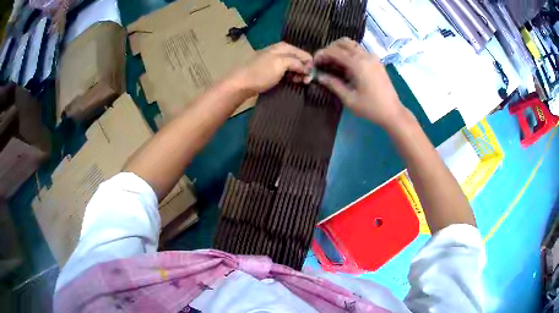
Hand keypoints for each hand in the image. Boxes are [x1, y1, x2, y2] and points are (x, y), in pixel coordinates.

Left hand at [232, 42, 312, 95]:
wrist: (241, 84)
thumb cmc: (261, 73)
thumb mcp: (281, 64)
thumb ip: (297, 62)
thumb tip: (307, 68)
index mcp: (284, 46)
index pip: (305, 54)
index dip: (310, 66)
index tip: (309, 78)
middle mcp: (280, 50)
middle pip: (300, 60)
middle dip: (304, 70)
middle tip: (303, 82)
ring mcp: (275, 60)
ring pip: (293, 66)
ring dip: (297, 75)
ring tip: (296, 82)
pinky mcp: (271, 69)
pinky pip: (286, 71)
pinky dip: (290, 76)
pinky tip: (290, 82)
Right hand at [314, 37, 406, 127]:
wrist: (393, 112)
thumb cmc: (371, 108)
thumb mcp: (349, 99)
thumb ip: (333, 84)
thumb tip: (319, 76)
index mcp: (358, 64)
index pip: (334, 51)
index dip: (321, 54)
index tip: (314, 63)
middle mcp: (365, 56)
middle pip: (342, 42)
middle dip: (330, 49)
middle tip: (323, 62)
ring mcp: (372, 57)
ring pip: (352, 44)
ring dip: (340, 49)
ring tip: (333, 63)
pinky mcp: (376, 61)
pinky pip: (359, 50)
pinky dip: (349, 52)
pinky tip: (346, 65)